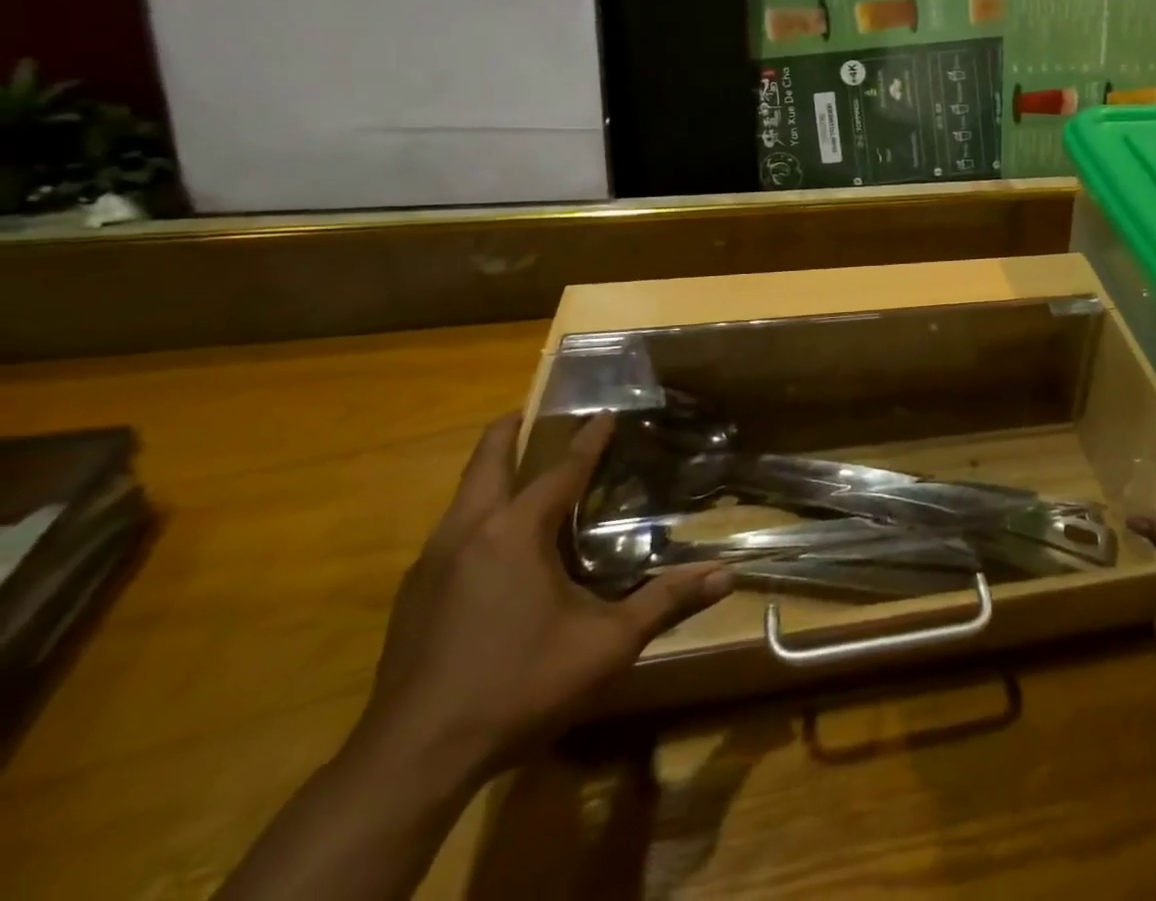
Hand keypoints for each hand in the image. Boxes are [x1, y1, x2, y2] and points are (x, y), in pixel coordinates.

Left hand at [359, 413, 731, 786]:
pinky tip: (492, 551)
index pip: (561, 470)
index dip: (588, 439)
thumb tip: (725, 575)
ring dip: (489, 476)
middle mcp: (467, 533)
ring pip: (461, 499)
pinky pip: (448, 536)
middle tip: (529, 411)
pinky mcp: (411, 599)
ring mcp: (429, 566)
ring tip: (518, 475)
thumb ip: (665, 603)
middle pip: (486, 463)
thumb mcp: (605, 645)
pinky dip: (475, 519)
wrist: (411, 762)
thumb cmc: (517, 686)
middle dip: (509, 432)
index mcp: (515, 532)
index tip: (606, 411)